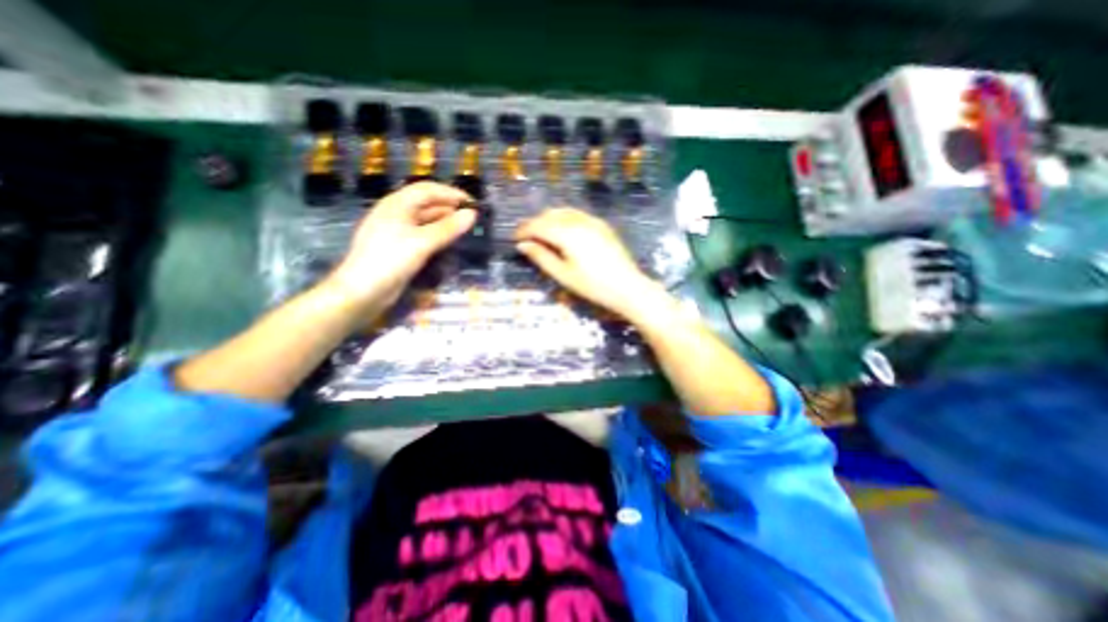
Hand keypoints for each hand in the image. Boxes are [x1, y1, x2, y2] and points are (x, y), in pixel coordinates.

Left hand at [325, 183, 471, 311]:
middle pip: (426, 203)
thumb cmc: (391, 260)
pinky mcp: (400, 247)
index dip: (451, 193)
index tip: (473, 203)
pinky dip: (437, 234)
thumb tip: (472, 214)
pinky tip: (448, 242)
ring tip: (465, 229)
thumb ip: (448, 228)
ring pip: (425, 220)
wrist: (363, 291)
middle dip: (449, 207)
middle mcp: (397, 213)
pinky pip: (423, 234)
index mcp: (397, 204)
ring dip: (445, 221)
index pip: (428, 189)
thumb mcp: (422, 242)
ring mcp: (397, 231)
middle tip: (472, 218)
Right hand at [514, 208, 659, 317]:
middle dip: (535, 223)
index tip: (514, 238)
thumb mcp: (563, 275)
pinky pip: (577, 215)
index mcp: (567, 234)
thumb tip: (523, 245)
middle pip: (550, 215)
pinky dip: (564, 219)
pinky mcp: (602, 225)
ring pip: (564, 212)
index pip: (538, 226)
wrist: (627, 287)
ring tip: (542, 234)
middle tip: (526, 237)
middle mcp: (579, 221)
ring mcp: (592, 221)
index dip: (524, 231)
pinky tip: (563, 231)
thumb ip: (542, 257)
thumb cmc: (592, 286)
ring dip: (549, 219)